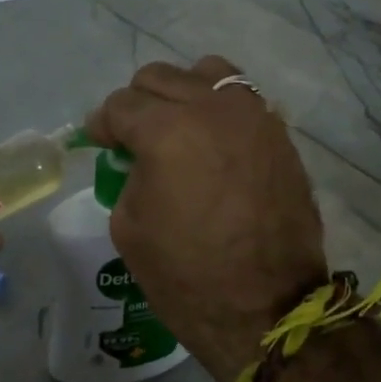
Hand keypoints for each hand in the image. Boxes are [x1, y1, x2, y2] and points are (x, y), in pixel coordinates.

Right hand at [86, 57, 326, 381]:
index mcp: (166, 131)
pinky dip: (219, 110)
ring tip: (180, 128)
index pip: (120, 105)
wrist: (266, 308)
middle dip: (138, 104)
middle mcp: (212, 109)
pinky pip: (242, 100)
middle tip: (134, 138)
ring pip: (207, 73)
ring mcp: (253, 117)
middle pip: (160, 77)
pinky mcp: (279, 135)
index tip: (100, 142)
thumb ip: (129, 174)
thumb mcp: (129, 226)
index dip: (103, 125)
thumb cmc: (186, 275)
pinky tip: (213, 144)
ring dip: (184, 94)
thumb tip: (141, 158)